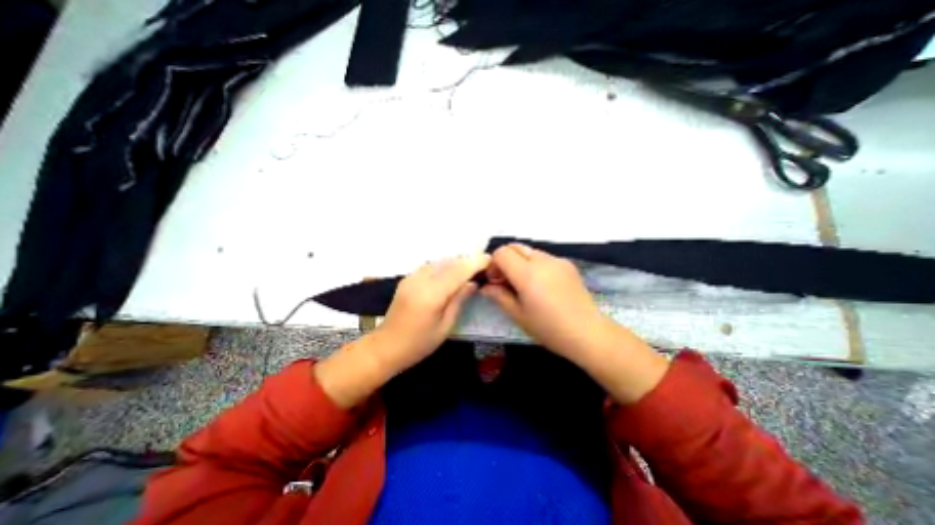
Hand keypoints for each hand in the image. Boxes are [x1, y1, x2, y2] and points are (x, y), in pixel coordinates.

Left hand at [372, 253, 492, 373]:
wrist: (386, 346)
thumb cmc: (419, 343)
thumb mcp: (445, 326)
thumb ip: (459, 300)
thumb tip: (472, 283)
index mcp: (431, 294)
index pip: (458, 270)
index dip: (475, 262)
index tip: (490, 259)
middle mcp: (420, 280)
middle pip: (449, 262)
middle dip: (467, 261)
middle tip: (482, 266)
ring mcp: (411, 277)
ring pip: (439, 261)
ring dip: (456, 263)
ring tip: (469, 270)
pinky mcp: (407, 278)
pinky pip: (430, 266)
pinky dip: (444, 266)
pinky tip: (450, 275)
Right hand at [481, 244, 663, 403]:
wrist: (588, 333)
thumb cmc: (549, 328)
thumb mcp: (518, 315)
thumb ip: (499, 296)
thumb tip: (485, 287)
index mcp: (527, 273)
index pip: (502, 253)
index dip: (493, 264)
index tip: (495, 281)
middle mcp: (542, 260)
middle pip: (515, 247)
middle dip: (505, 260)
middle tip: (506, 281)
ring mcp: (557, 260)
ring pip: (529, 251)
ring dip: (520, 262)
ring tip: (524, 285)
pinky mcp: (567, 265)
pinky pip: (544, 258)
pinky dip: (535, 265)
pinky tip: (541, 285)